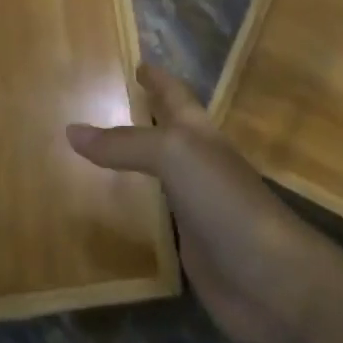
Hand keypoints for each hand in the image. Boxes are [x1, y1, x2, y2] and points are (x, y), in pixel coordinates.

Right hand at [67, 65, 325, 342]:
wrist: (271, 280)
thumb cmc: (224, 201)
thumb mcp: (173, 155)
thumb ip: (124, 143)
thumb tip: (71, 130)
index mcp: (198, 132)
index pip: (174, 94)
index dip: (157, 77)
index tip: (136, 62)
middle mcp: (198, 162)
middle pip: (167, 129)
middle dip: (144, 112)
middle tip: (106, 100)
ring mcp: (196, 204)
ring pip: (160, 171)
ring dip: (135, 159)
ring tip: (97, 149)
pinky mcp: (191, 244)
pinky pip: (156, 214)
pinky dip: (136, 204)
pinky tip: (115, 206)